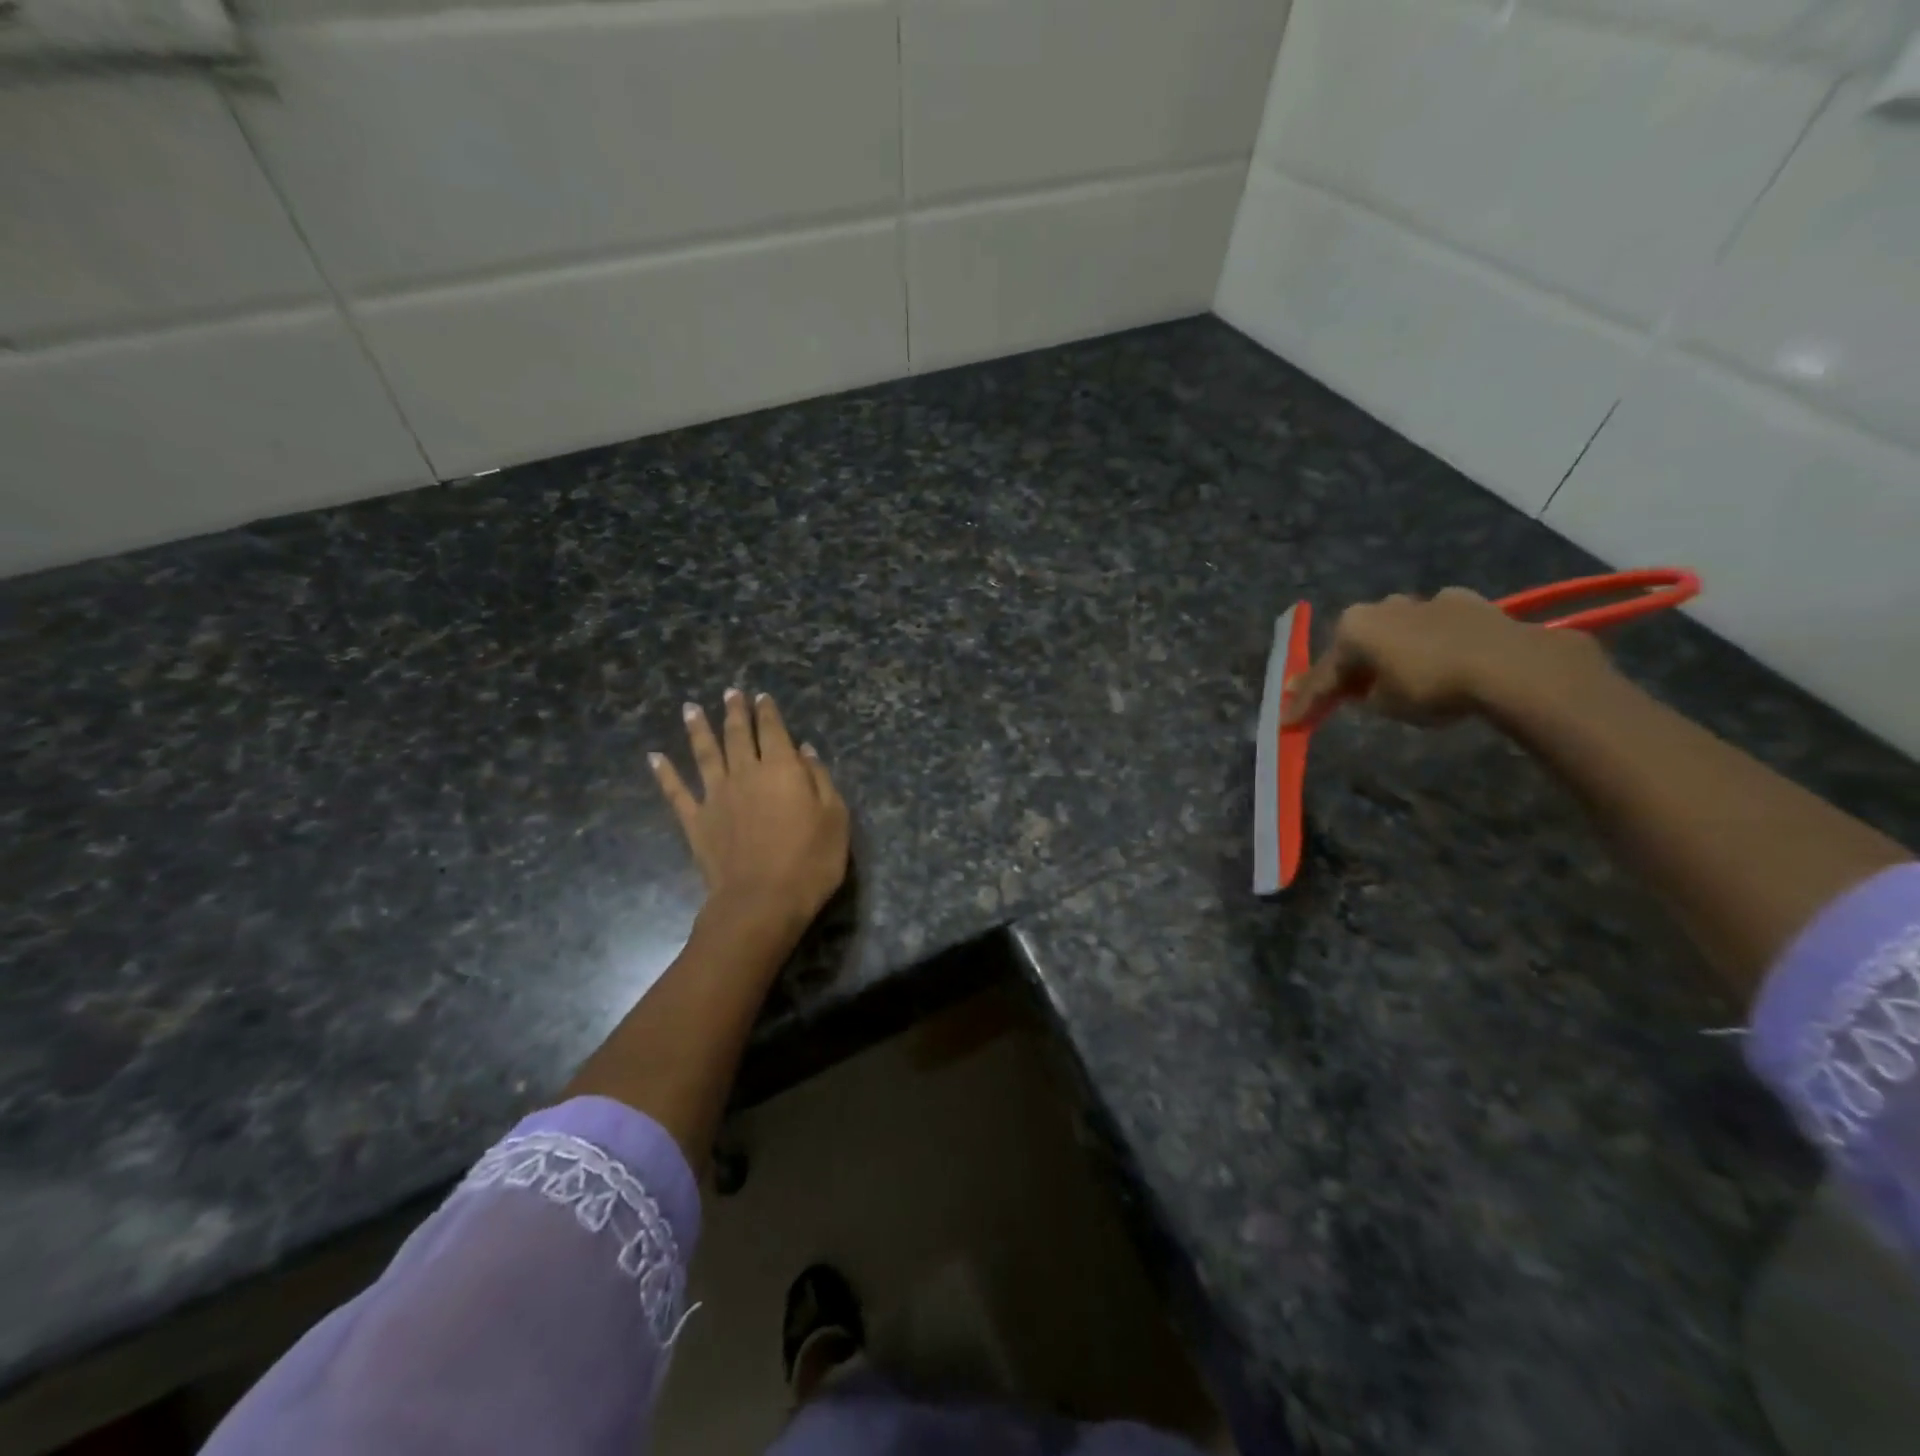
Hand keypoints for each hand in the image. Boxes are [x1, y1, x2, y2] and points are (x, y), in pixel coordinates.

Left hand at [651, 689, 849, 933]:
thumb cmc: (809, 861)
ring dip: (698, 729)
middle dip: (734, 712)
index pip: (773, 731)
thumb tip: (804, 751)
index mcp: (781, 769)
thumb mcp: (835, 818)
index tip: (761, 696)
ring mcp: (716, 796)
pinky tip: (654, 757)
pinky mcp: (696, 821)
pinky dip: (664, 773)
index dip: (767, 712)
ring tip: (691, 708)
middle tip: (729, 693)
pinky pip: (676, 792)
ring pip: (704, 754)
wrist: (761, 901)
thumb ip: (820, 780)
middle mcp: (745, 773)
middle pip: (737, 735)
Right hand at [1281, 587, 1610, 727]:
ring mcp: (1423, 600)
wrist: (1507, 664)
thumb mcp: (1385, 704)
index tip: (1290, 722)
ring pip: (1394, 631)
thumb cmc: (1430, 686)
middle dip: (1348, 669)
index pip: (1323, 674)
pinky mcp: (1463, 601)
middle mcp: (1380, 607)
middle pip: (1356, 645)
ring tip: (1391, 675)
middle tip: (1338, 694)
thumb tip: (1366, 691)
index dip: (1306, 702)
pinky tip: (1438, 656)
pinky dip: (1428, 641)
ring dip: (1388, 652)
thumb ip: (1366, 696)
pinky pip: (1433, 626)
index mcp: (1352, 629)